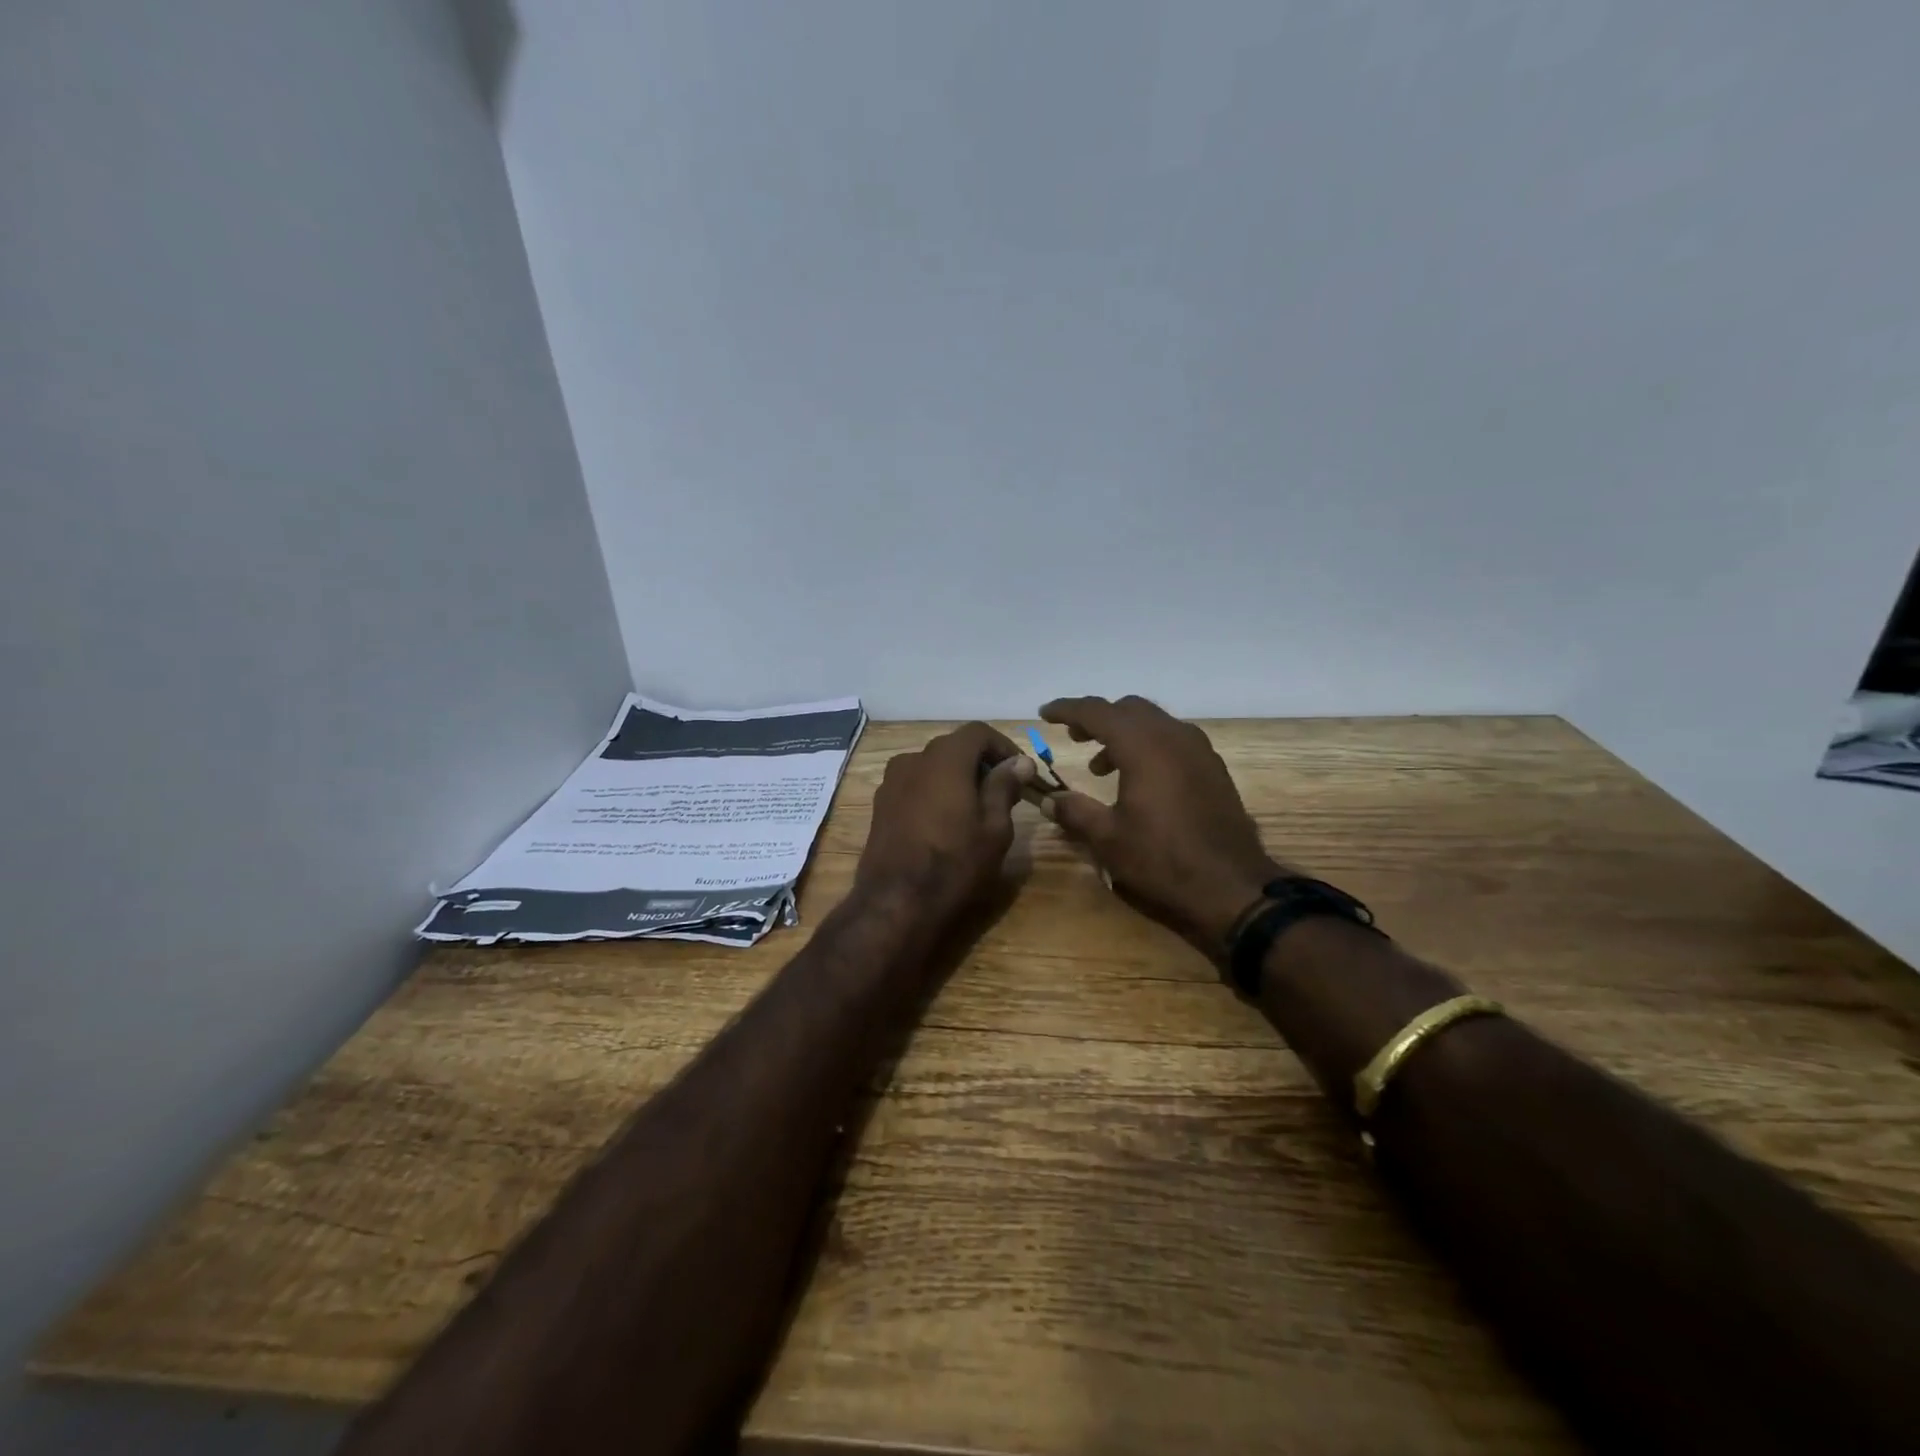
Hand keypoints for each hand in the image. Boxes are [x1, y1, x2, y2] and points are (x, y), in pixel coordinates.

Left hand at [856, 722, 1035, 925]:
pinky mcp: (880, 805)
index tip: (1021, 772)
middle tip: (1003, 793)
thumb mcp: (994, 828)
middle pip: (953, 747)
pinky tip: (945, 823)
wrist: (895, 903)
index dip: (1004, 746)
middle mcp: (913, 760)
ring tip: (975, 810)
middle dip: (981, 763)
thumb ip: (1004, 787)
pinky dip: (934, 792)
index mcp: (944, 758)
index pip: (978, 732)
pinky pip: (914, 786)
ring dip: (956, 778)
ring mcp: (891, 782)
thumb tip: (1020, 762)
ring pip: (932, 767)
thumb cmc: (954, 864)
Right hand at [1039, 695, 1285, 948]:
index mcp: (1142, 745)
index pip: (1096, 711)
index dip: (1067, 709)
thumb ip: (1075, 812)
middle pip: (1128, 709)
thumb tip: (1048, 800)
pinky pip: (1173, 739)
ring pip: (1154, 722)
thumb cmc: (1162, 859)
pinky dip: (1149, 745)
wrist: (1231, 886)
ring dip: (1124, 733)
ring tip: (1101, 766)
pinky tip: (1140, 778)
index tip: (1045, 713)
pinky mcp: (1213, 768)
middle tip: (1073, 737)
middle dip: (1097, 718)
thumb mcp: (1108, 838)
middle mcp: (1172, 736)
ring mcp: (1198, 750)